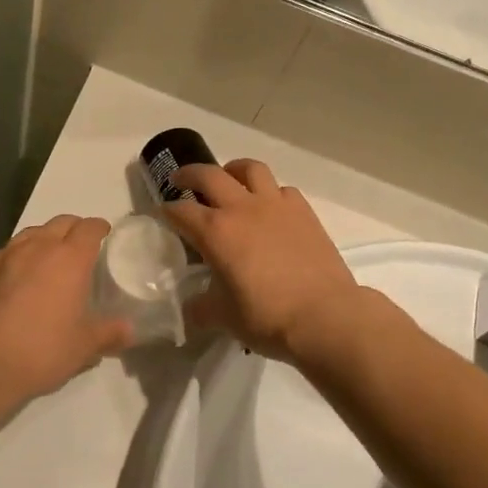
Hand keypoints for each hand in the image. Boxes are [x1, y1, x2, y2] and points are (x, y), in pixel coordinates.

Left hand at [0, 215, 132, 403]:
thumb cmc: (42, 350)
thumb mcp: (84, 347)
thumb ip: (109, 334)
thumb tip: (129, 330)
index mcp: (70, 258)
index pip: (89, 228)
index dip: (99, 227)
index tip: (105, 232)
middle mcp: (38, 247)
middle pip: (60, 222)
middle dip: (74, 227)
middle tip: (81, 244)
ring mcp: (6, 256)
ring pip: (30, 233)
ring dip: (44, 238)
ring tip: (48, 255)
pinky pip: (5, 252)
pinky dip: (16, 256)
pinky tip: (15, 273)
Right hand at [164, 160, 364, 361]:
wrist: (325, 316)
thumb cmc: (267, 317)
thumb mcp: (223, 318)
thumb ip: (200, 307)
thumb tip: (189, 307)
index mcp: (215, 231)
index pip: (180, 211)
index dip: (167, 211)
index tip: (162, 214)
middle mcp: (242, 208)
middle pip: (208, 175)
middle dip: (189, 174)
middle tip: (182, 180)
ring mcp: (275, 205)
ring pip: (250, 169)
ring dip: (233, 170)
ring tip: (229, 180)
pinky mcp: (303, 211)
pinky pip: (282, 189)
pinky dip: (270, 192)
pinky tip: (270, 208)